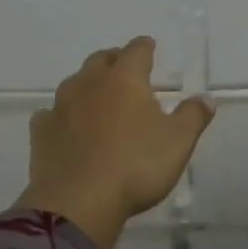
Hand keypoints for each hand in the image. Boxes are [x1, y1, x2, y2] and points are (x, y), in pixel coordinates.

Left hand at [18, 36, 215, 248]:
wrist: (78, 203)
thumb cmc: (136, 167)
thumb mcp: (178, 143)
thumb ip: (193, 116)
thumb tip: (206, 98)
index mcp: (125, 80)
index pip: (136, 51)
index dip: (145, 47)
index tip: (150, 46)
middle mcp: (89, 84)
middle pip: (101, 60)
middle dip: (114, 59)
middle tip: (124, 67)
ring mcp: (61, 106)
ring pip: (74, 83)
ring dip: (88, 85)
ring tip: (98, 97)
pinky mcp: (41, 132)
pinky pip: (51, 114)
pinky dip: (62, 115)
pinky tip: (66, 126)